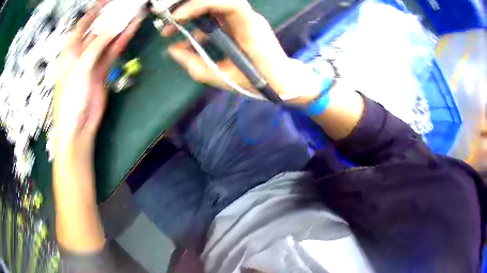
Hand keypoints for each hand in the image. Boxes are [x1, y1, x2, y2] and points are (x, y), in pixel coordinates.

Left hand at [54, 7, 141, 150]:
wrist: (79, 126)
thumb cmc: (71, 98)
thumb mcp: (81, 67)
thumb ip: (97, 45)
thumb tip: (115, 26)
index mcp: (70, 50)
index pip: (83, 24)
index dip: (95, 10)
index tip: (108, 0)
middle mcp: (81, 52)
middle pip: (98, 29)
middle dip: (111, 16)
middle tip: (126, 5)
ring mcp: (93, 61)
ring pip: (108, 39)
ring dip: (120, 27)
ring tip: (135, 13)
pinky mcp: (103, 69)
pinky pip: (113, 51)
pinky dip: (122, 40)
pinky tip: (132, 29)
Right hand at [159, 0, 320, 104]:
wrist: (281, 78)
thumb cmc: (259, 79)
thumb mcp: (224, 77)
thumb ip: (196, 64)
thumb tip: (172, 50)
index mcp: (250, 28)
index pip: (229, 3)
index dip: (201, 4)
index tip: (178, 17)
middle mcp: (248, 18)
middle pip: (217, 1)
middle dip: (189, 9)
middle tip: (168, 24)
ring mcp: (244, 19)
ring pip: (214, 8)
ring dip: (192, 17)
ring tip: (171, 32)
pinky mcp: (240, 24)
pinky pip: (217, 19)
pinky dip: (200, 27)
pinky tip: (189, 41)